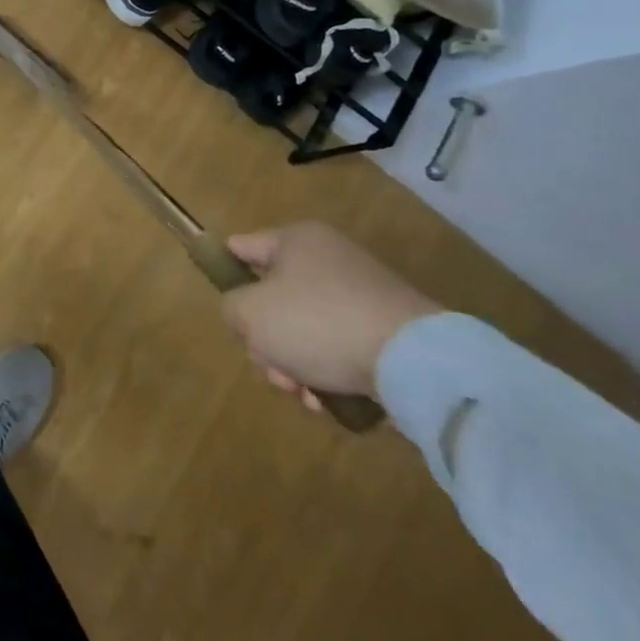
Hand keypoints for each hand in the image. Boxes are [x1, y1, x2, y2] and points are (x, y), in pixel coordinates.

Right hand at [221, 222, 439, 406]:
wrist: (414, 362)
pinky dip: (327, 373)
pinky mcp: (387, 332)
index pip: (243, 247)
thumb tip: (247, 314)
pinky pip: (339, 348)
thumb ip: (231, 307)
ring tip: (301, 392)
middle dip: (265, 339)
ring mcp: (362, 296)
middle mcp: (330, 260)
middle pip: (274, 299)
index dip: (226, 272)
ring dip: (293, 364)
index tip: (226, 305)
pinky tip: (325, 399)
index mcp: (297, 240)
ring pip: (305, 330)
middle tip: (270, 366)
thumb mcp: (250, 312)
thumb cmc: (318, 322)